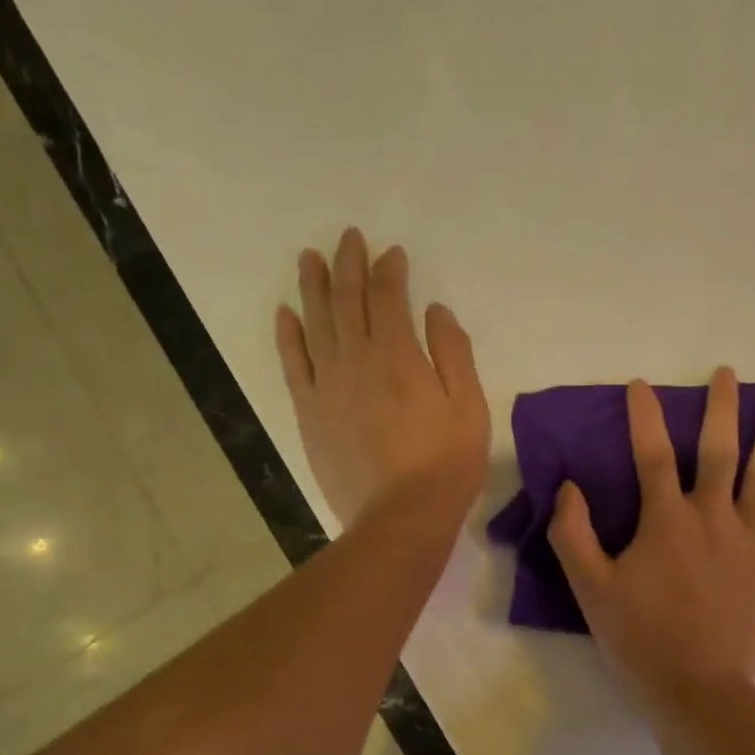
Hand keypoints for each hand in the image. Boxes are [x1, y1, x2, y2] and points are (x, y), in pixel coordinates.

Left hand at [275, 228, 489, 528]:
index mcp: (397, 355)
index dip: (390, 270)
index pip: (388, 297)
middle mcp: (355, 359)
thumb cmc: (445, 463)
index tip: (392, 252)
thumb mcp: (469, 406)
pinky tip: (285, 314)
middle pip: (346, 300)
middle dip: (348, 264)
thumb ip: (452, 353)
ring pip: (314, 323)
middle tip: (347, 238)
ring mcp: (326, 385)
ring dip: (312, 287)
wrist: (400, 516)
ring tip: (309, 258)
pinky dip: (288, 335)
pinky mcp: (309, 412)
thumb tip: (435, 311)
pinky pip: (293, 364)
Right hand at [547, 368, 754, 700]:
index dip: (645, 416)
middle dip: (722, 407)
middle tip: (728, 373)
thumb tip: (568, 487)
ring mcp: (753, 539)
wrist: (698, 688)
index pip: (650, 455)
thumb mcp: (589, 589)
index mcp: (666, 520)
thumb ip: (574, 534)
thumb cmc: (640, 638)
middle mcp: (713, 516)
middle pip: (719, 450)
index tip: (641, 385)